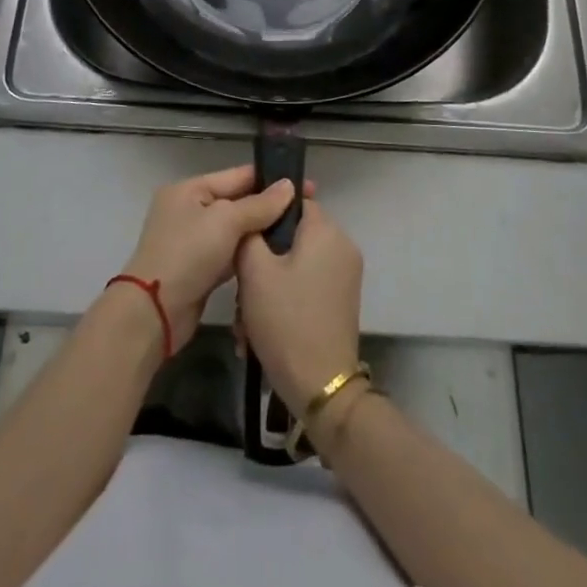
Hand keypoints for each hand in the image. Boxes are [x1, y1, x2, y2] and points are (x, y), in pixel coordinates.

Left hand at [119, 166, 305, 352]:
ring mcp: (193, 240)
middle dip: (269, 206)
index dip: (271, 179)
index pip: (237, 176)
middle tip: (308, 209)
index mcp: (190, 189)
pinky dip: (248, 253)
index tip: (305, 185)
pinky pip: (230, 252)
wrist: (154, 312)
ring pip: (235, 229)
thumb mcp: (225, 221)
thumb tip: (289, 186)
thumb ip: (259, 204)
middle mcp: (189, 209)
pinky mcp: (199, 268)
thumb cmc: (188, 254)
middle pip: (237, 202)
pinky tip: (275, 255)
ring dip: (261, 231)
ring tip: (298, 231)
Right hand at [236, 199, 363, 413]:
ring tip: (246, 319)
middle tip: (241, 289)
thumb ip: (250, 232)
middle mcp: (342, 246)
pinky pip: (306, 285)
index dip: (265, 214)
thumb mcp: (254, 271)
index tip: (241, 235)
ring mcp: (345, 275)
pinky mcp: (341, 301)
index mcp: (326, 231)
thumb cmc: (286, 319)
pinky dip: (284, 300)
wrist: (320, 386)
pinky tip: (260, 331)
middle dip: (262, 260)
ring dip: (268, 286)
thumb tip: (256, 212)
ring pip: (296, 264)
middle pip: (293, 236)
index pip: (294, 200)